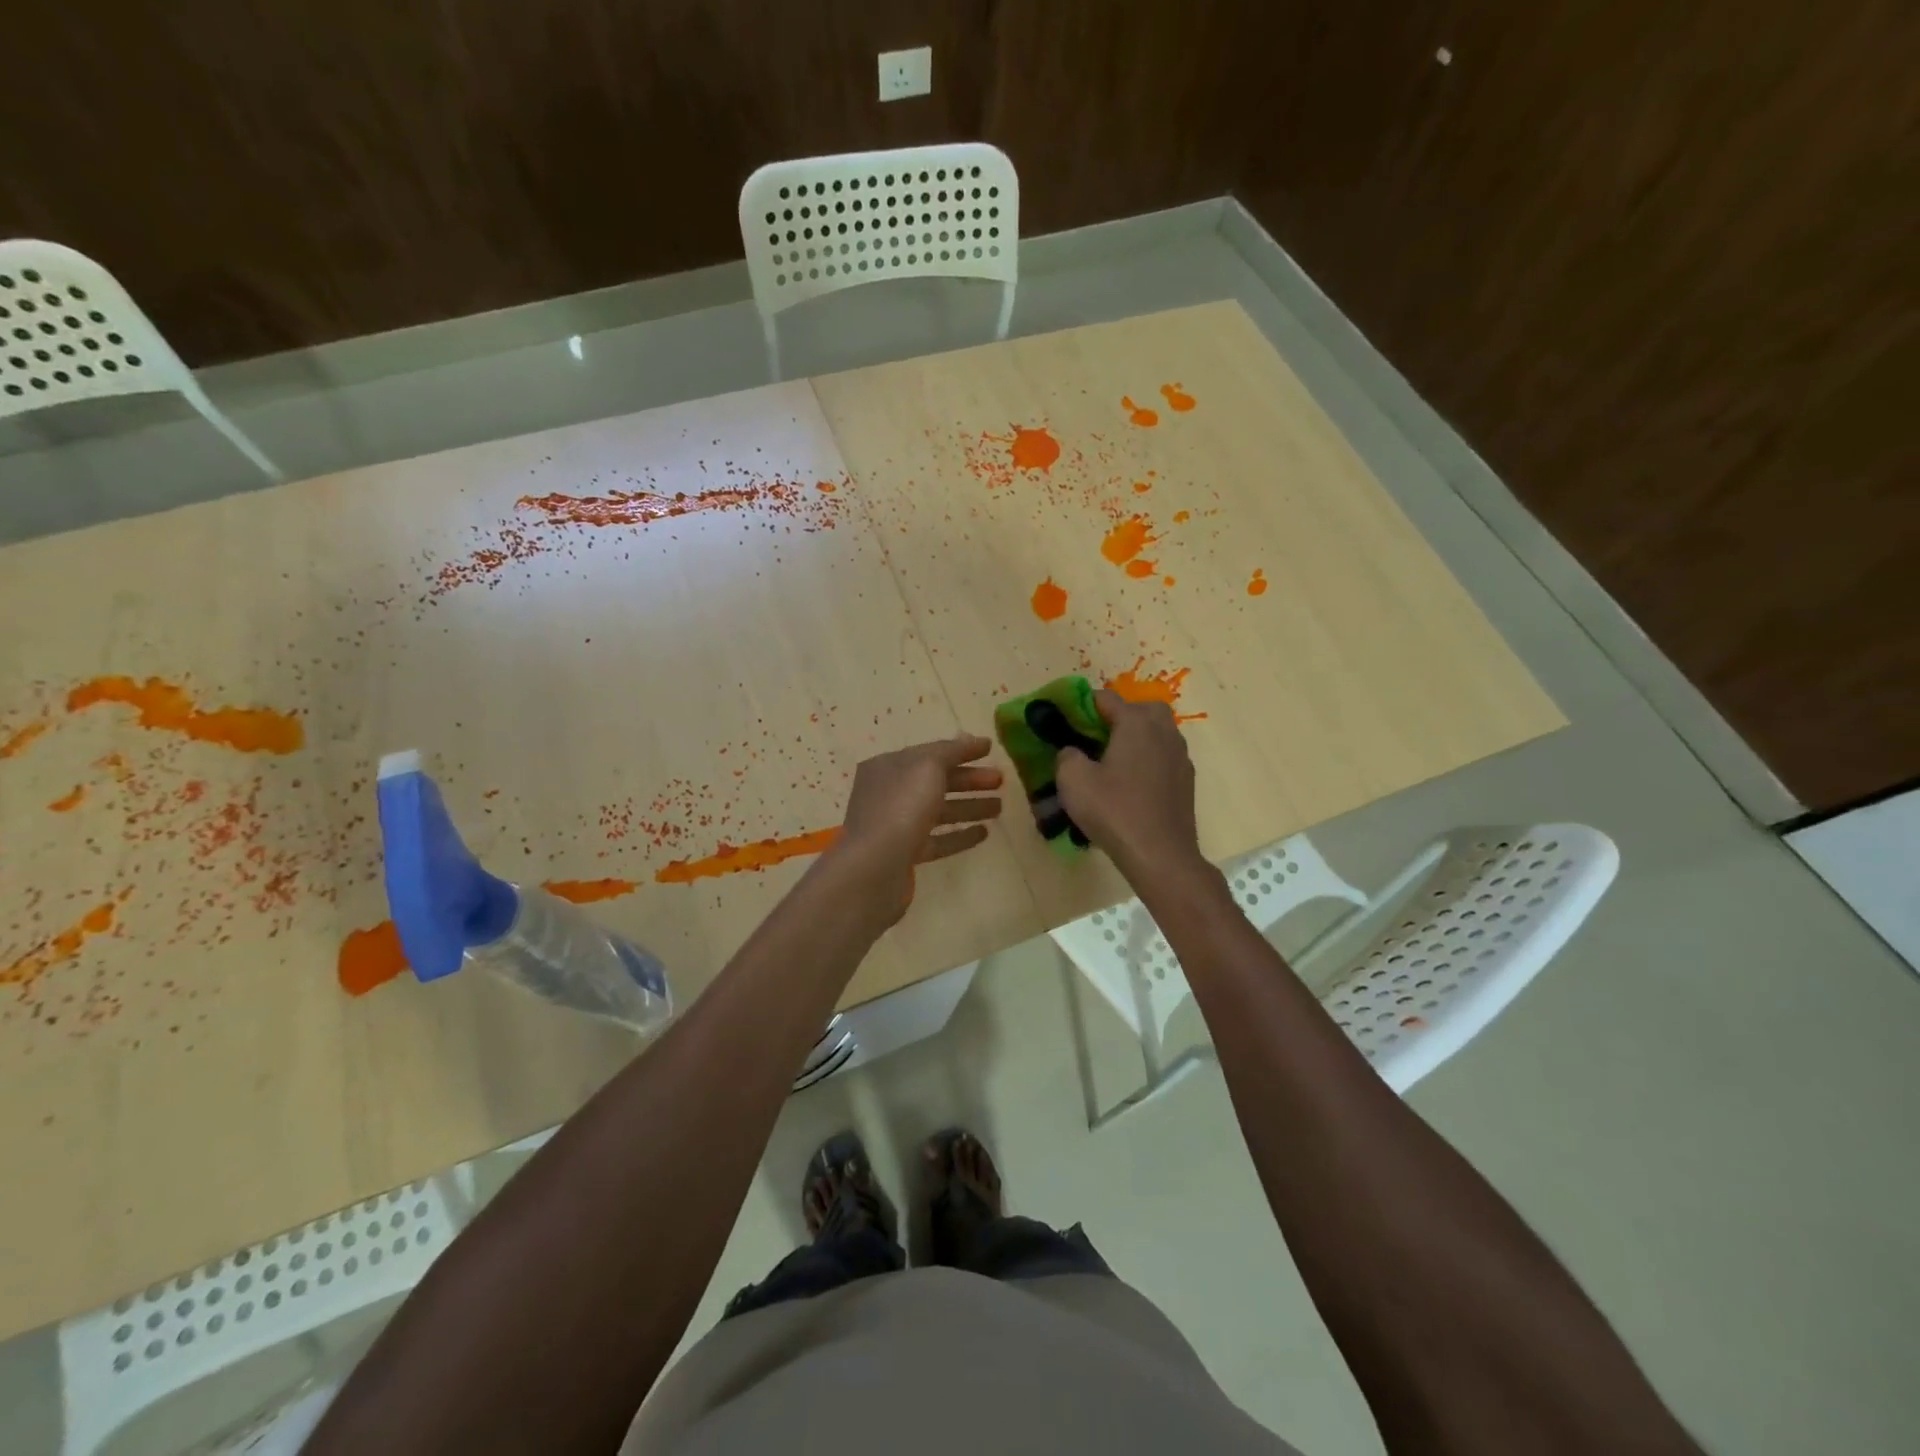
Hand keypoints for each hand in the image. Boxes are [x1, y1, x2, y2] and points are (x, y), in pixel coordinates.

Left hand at [830, 734, 1003, 920]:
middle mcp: (889, 793)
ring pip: (939, 811)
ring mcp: (895, 825)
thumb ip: (951, 751)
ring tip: (999, 807)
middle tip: (1001, 780)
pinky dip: (960, 835)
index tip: (991, 750)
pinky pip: (937, 840)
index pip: (930, 752)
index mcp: (889, 766)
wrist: (874, 867)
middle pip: (936, 781)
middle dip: (969, 780)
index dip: (961, 750)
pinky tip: (984, 833)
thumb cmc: (901, 807)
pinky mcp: (904, 855)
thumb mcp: (928, 766)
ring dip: (969, 807)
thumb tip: (970, 739)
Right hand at [1055, 691, 1202, 877]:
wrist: (1160, 855)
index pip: (1106, 698)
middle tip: (1094, 738)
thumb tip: (1073, 751)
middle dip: (1117, 716)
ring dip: (1135, 737)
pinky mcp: (1186, 780)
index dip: (1081, 705)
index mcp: (1136, 723)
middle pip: (1140, 709)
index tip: (1064, 720)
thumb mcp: (1073, 781)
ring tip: (1111, 761)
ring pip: (1156, 732)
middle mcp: (1163, 731)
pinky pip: (1163, 756)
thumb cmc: (1114, 811)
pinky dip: (1147, 759)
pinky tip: (1131, 784)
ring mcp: (1180, 755)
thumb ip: (1067, 755)